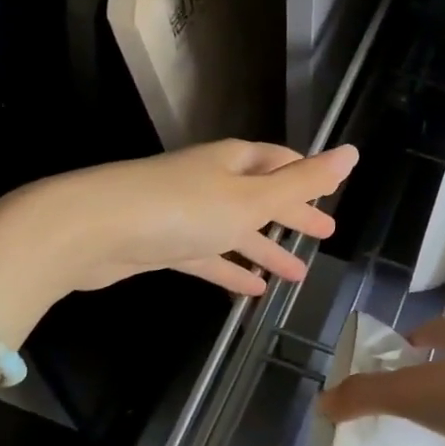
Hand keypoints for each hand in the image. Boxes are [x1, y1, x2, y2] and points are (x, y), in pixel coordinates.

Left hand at [42, 139, 358, 295]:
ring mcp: (187, 213)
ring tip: (299, 275)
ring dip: (266, 250)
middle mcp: (212, 181)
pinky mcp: (164, 245)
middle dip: (292, 214)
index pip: (280, 162)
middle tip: (325, 233)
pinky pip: (209, 256)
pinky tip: (253, 291)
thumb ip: (303, 181)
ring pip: (237, 231)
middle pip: (261, 196)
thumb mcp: (252, 197)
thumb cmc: (182, 208)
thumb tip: (352, 153)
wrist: (92, 230)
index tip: (330, 191)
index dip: (306, 176)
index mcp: (235, 162)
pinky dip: (232, 270)